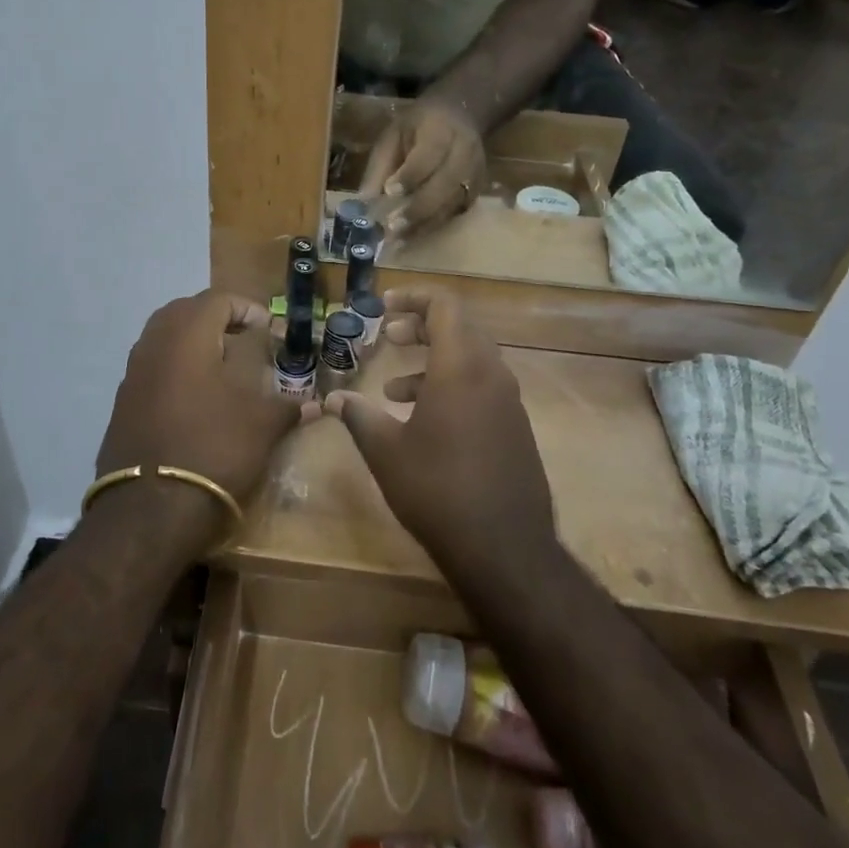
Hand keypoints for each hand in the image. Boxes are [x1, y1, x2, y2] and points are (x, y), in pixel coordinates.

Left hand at [93, 291, 304, 546]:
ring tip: (221, 366)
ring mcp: (132, 375)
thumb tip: (313, 404)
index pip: (217, 299)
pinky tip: (195, 398)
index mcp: (187, 335)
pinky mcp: (121, 404)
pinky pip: (150, 369)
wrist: (150, 509)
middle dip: (214, 318)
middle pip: (183, 311)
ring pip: (162, 339)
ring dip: (191, 342)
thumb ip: (287, 406)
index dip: (246, 308)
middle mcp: (153, 345)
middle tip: (241, 337)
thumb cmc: (214, 449)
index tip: (267, 328)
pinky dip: (174, 369)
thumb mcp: (262, 425)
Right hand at [322, 290, 555, 580]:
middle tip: (388, 338)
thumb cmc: (437, 489)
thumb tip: (332, 399)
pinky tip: (424, 422)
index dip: (413, 297)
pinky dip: (452, 386)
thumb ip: (359, 416)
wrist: (505, 549)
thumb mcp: (386, 451)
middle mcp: (491, 375)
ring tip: (394, 389)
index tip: (384, 306)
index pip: (445, 306)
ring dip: (433, 361)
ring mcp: (509, 402)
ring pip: (471, 359)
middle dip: (421, 327)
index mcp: (461, 367)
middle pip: (459, 328)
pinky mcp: (516, 427)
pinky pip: (482, 387)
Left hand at [358, 97, 486, 240]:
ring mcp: (475, 174)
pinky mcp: (476, 191)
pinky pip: (455, 213)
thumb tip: (365, 200)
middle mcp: (465, 153)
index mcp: (442, 130)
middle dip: (418, 208)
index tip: (390, 191)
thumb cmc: (419, 125)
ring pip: (451, 204)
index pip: (429, 156)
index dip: (410, 175)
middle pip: (445, 185)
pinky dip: (432, 226)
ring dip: (424, 224)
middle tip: (392, 226)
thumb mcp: (394, 134)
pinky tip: (411, 236)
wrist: (461, 115)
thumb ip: (381, 165)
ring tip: (398, 239)